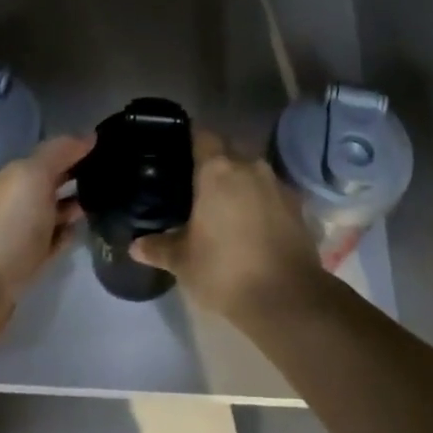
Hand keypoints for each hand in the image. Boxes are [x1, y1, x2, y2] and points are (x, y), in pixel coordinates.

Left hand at [0, 134, 91, 343]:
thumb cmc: (8, 226)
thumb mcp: (32, 176)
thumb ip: (59, 152)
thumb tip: (89, 135)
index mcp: (16, 177)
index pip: (52, 155)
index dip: (77, 149)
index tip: (109, 146)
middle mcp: (17, 201)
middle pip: (52, 183)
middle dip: (79, 176)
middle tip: (115, 176)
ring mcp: (20, 234)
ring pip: (53, 212)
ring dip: (75, 205)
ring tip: (107, 203)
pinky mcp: (26, 263)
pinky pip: (52, 242)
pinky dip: (67, 235)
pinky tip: (83, 232)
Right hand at [131, 130, 320, 323]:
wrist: (287, 296)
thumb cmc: (225, 270)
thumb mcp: (183, 262)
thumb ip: (159, 248)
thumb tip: (135, 246)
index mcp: (218, 171)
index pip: (203, 136)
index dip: (191, 137)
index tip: (180, 147)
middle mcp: (249, 166)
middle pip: (230, 148)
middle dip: (216, 158)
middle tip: (198, 179)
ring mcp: (277, 183)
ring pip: (253, 169)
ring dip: (240, 179)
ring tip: (225, 201)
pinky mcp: (297, 203)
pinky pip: (272, 190)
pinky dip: (261, 198)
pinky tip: (252, 220)